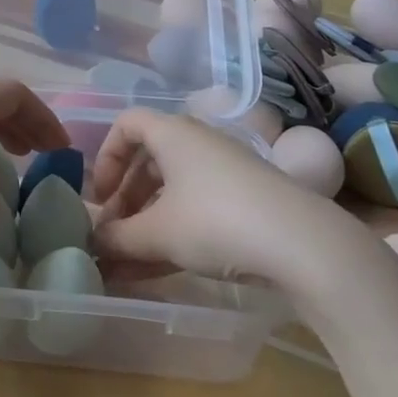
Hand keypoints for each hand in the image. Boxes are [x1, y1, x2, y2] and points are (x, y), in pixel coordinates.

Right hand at [91, 109, 371, 300]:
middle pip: (149, 162)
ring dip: (145, 224)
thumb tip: (94, 243)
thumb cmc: (215, 221)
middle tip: (111, 235)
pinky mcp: (246, 204)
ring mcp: (225, 175)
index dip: (106, 156)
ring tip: (125, 262)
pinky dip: (172, 235)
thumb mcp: (157, 233)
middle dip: (124, 200)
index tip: (100, 195)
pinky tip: (152, 272)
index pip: (127, 125)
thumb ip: (118, 238)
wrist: (303, 246)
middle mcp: (199, 145)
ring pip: (172, 192)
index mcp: (174, 134)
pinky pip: (196, 212)